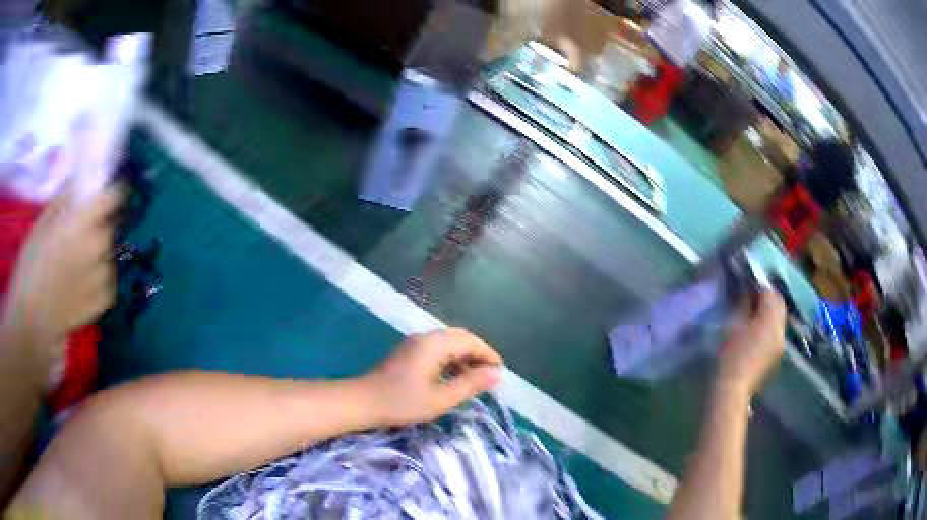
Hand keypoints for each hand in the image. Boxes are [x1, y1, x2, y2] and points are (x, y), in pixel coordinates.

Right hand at [2, 185, 122, 358]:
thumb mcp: (40, 225)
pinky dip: (100, 279)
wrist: (30, 322)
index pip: (111, 197)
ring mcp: (99, 279)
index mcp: (81, 223)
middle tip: (81, 233)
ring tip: (78, 261)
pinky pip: (107, 284)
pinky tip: (84, 282)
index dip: (111, 193)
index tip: (105, 192)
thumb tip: (77, 183)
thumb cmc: (29, 269)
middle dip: (98, 227)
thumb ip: (62, 202)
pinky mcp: (100, 305)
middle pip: (108, 229)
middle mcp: (95, 248)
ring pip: (107, 257)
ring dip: (98, 254)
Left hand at [360, 328, 502, 426]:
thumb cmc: (401, 402)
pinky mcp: (408, 352)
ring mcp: (414, 343)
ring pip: (449, 342)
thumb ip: (470, 384)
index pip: (470, 341)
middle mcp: (425, 337)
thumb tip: (497, 374)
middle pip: (460, 337)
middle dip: (479, 353)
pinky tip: (453, 377)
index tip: (500, 373)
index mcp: (434, 344)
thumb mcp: (440, 399)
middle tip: (490, 375)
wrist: (362, 402)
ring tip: (475, 378)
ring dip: (465, 356)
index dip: (489, 355)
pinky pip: (438, 348)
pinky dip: (451, 359)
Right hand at [718, 290, 786, 395]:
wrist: (732, 388)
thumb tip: (745, 289)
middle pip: (778, 303)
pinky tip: (755, 327)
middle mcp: (780, 328)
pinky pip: (776, 329)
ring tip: (751, 311)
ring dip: (768, 309)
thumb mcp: (733, 324)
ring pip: (779, 315)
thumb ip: (742, 303)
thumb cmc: (729, 355)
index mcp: (770, 319)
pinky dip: (768, 322)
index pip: (769, 292)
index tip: (744, 285)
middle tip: (750, 295)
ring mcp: (780, 342)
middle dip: (767, 295)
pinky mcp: (776, 352)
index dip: (757, 286)